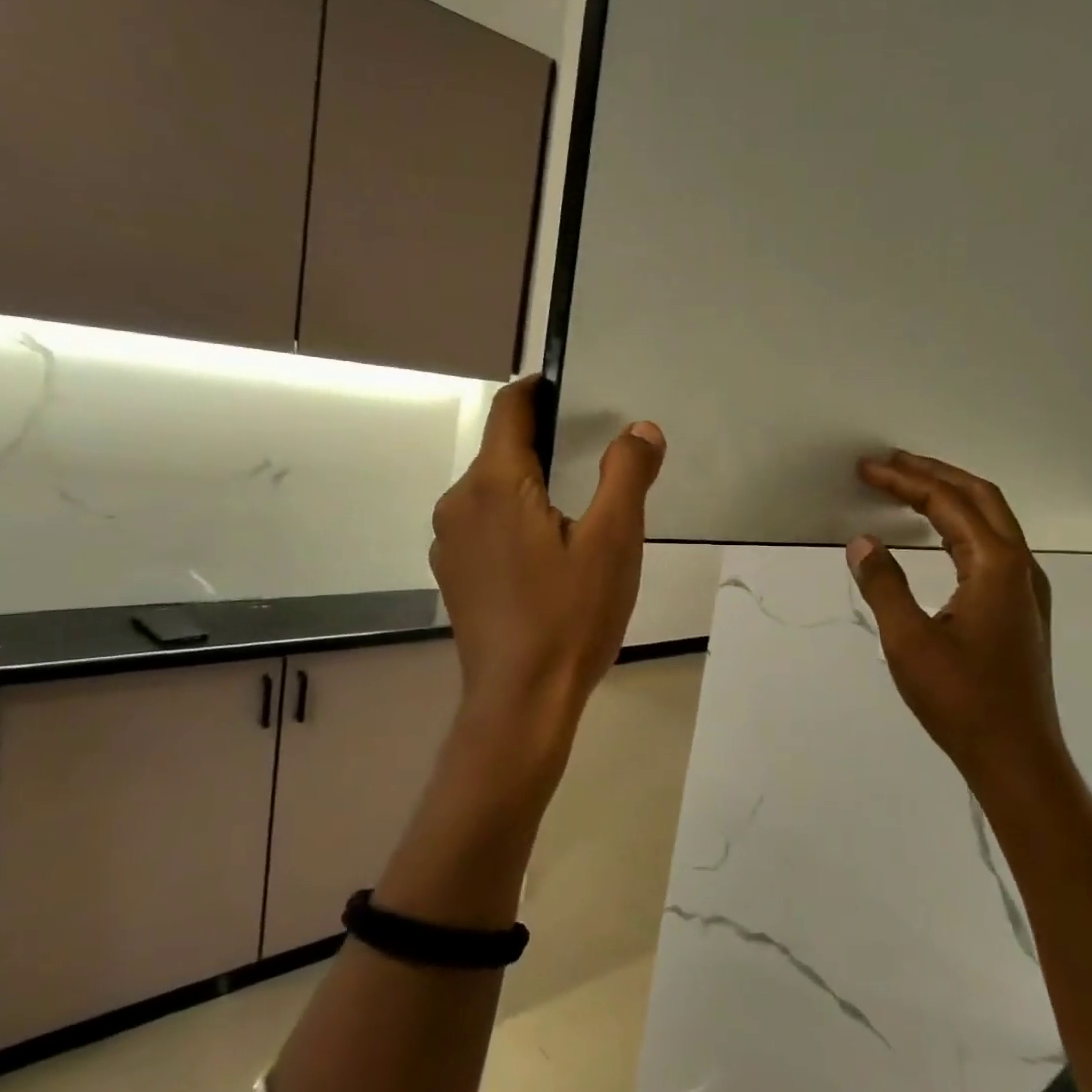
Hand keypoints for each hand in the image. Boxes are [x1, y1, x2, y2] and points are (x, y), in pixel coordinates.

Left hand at [429, 376, 664, 767]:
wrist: (521, 702)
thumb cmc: (570, 616)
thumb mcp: (613, 541)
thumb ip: (627, 474)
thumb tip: (640, 429)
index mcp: (494, 484)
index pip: (510, 408)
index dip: (539, 389)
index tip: (572, 390)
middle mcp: (459, 503)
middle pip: (502, 450)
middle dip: (545, 443)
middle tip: (595, 460)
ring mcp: (450, 542)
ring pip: (493, 490)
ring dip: (531, 485)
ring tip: (577, 512)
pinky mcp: (454, 575)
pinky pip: (485, 525)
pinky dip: (515, 519)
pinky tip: (548, 556)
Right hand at [847, 451, 1061, 782]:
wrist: (1017, 757)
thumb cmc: (962, 700)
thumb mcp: (908, 642)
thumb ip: (884, 585)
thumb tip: (862, 543)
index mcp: (996, 565)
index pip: (947, 503)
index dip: (905, 480)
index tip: (868, 468)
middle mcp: (1020, 566)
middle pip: (980, 497)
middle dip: (934, 474)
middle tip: (891, 462)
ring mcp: (1026, 588)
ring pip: (991, 521)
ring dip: (951, 497)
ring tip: (911, 488)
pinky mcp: (1022, 609)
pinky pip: (993, 546)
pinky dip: (962, 526)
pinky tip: (941, 538)